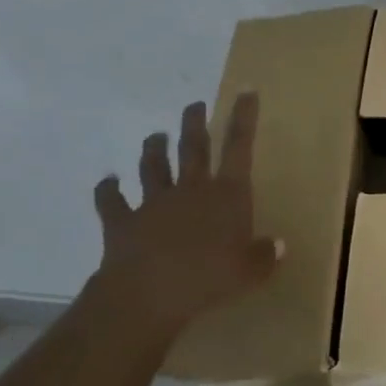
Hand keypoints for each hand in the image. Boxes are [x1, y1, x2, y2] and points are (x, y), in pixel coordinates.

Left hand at [92, 93, 280, 336]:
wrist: (148, 294)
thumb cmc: (210, 279)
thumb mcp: (250, 271)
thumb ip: (265, 255)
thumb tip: (278, 245)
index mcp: (227, 194)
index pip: (239, 147)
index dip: (243, 117)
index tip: (245, 91)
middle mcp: (191, 189)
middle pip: (194, 148)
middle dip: (196, 123)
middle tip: (194, 105)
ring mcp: (154, 202)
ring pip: (153, 166)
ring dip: (154, 149)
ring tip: (156, 135)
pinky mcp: (123, 221)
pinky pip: (112, 200)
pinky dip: (108, 189)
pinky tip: (107, 181)